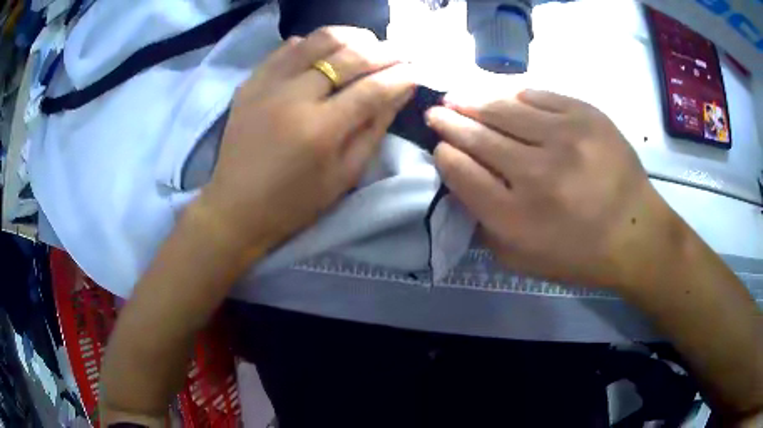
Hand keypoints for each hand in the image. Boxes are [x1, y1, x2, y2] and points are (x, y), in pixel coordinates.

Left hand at [198, 27, 413, 254]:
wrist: (236, 206)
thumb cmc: (294, 202)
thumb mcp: (344, 175)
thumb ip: (374, 128)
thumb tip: (401, 91)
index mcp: (320, 130)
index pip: (372, 89)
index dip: (401, 76)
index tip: (416, 71)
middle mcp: (294, 97)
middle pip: (349, 56)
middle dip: (383, 51)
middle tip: (400, 54)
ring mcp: (268, 84)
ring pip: (319, 39)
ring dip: (351, 37)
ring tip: (367, 45)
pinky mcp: (251, 81)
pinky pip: (288, 47)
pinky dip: (314, 43)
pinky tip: (326, 52)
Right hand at [426, 89, 674, 288]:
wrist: (637, 234)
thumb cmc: (578, 254)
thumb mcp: (522, 259)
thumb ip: (485, 225)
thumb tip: (463, 181)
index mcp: (516, 217)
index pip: (461, 172)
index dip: (445, 155)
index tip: (440, 148)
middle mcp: (537, 173)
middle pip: (478, 136)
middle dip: (449, 122)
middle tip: (435, 112)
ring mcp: (565, 138)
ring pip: (504, 109)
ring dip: (474, 102)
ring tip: (459, 98)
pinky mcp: (587, 115)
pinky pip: (538, 96)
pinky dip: (516, 97)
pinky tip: (506, 100)